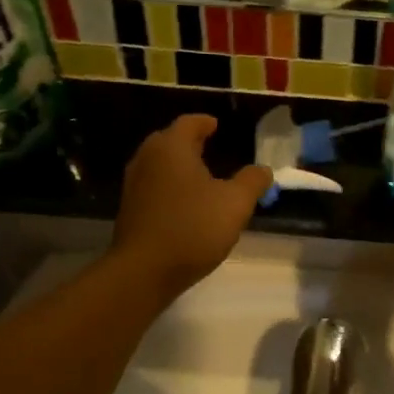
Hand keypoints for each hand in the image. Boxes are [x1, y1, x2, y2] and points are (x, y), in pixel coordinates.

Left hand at [111, 116, 272, 299]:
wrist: (145, 270)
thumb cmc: (193, 227)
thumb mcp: (235, 204)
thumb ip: (252, 181)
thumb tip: (263, 169)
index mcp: (172, 147)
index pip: (189, 123)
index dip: (205, 123)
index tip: (216, 126)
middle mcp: (147, 158)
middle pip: (169, 141)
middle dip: (189, 142)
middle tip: (209, 146)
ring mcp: (133, 184)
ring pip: (159, 164)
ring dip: (178, 166)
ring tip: (200, 176)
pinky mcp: (129, 209)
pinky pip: (154, 187)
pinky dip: (170, 186)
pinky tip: (185, 203)